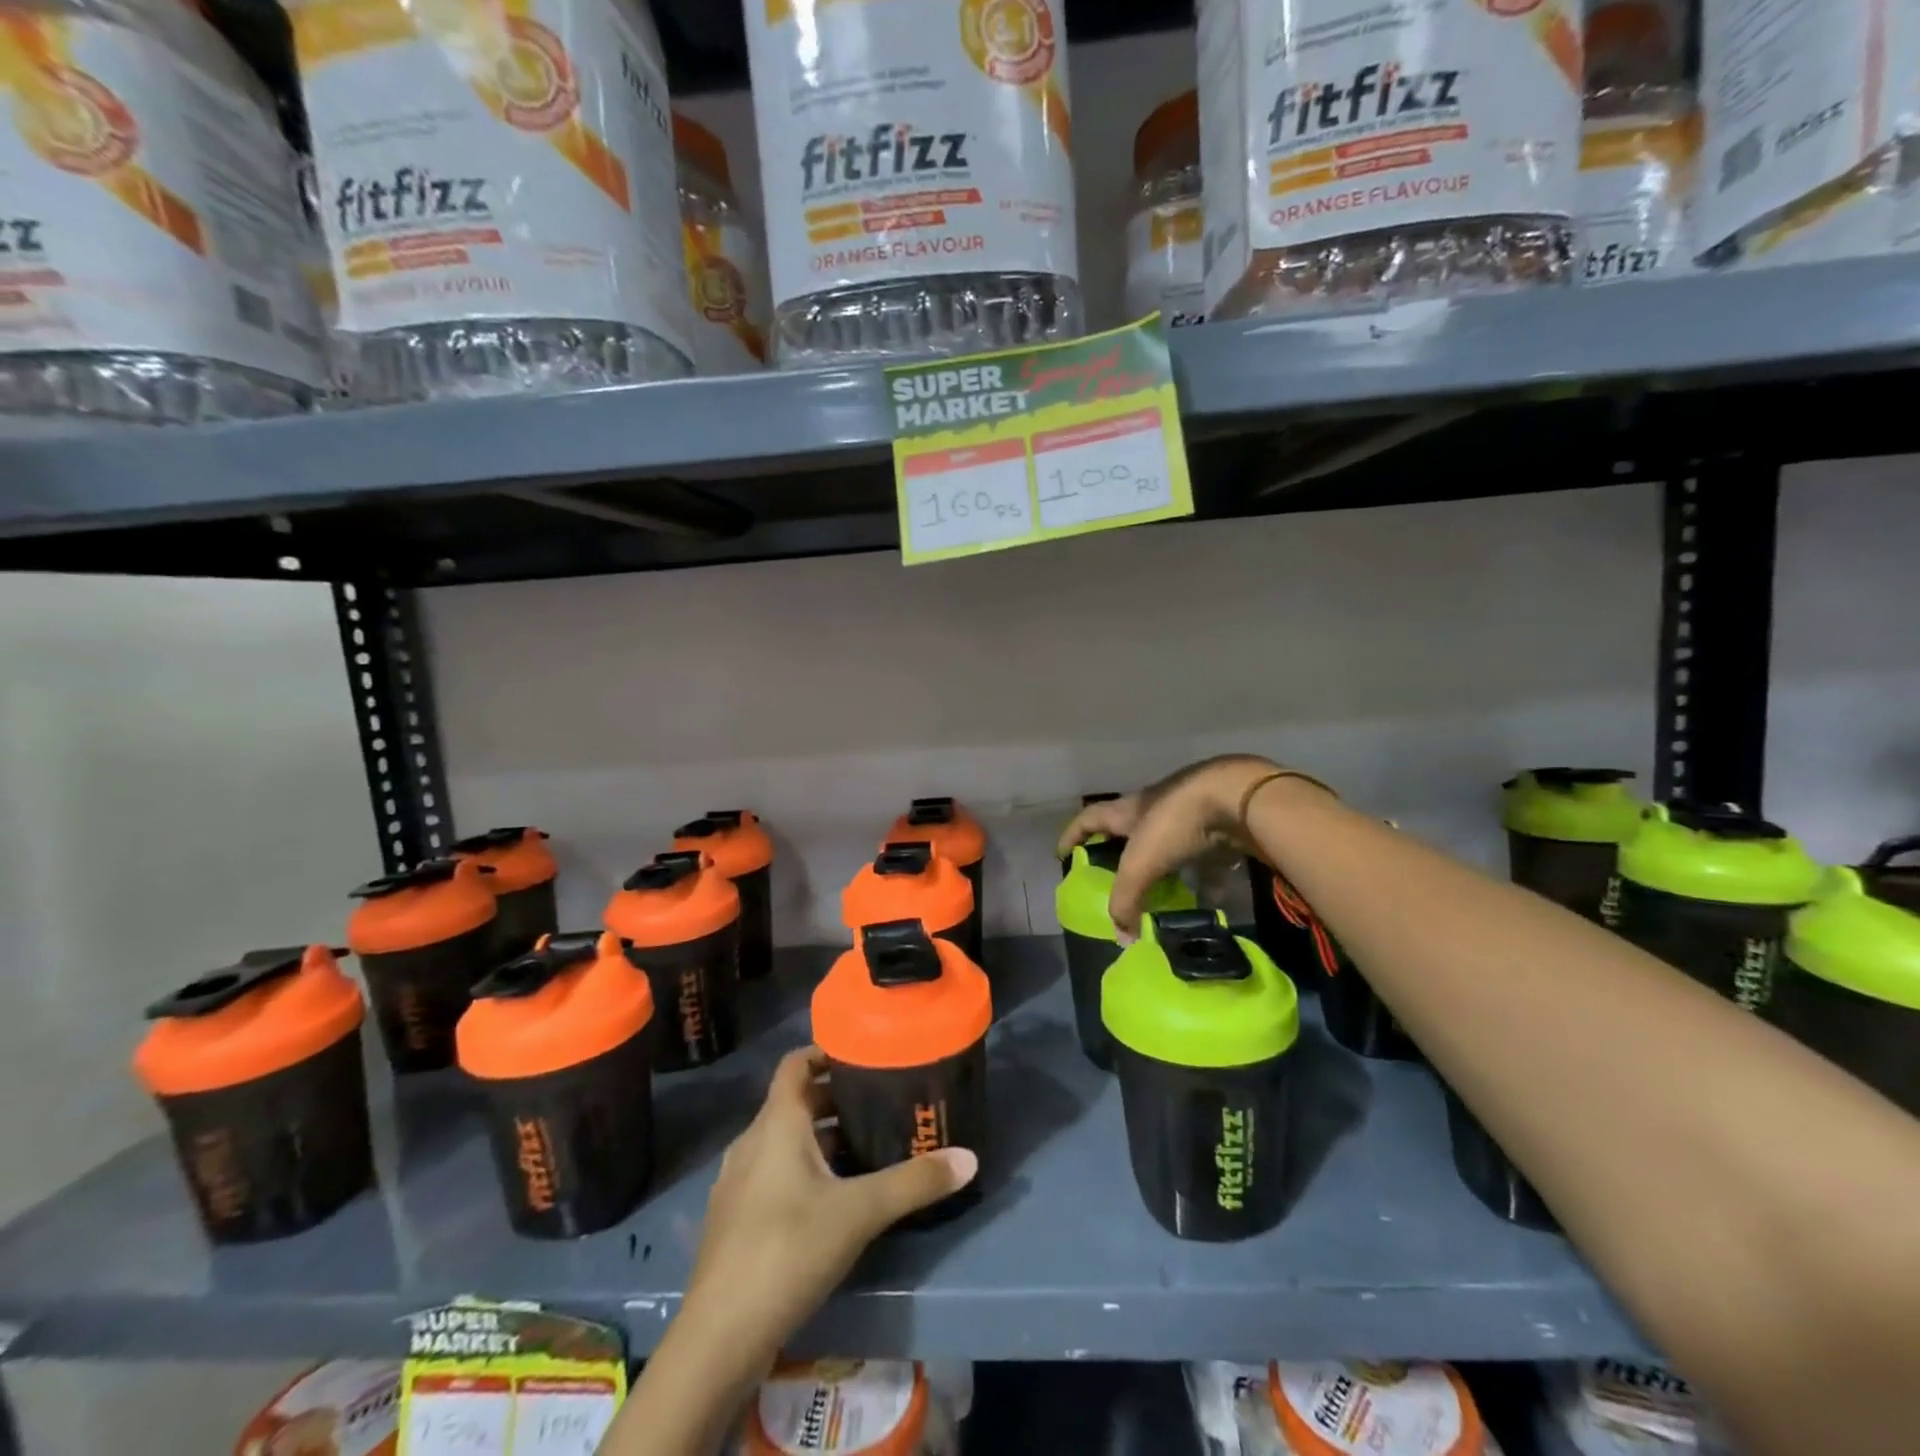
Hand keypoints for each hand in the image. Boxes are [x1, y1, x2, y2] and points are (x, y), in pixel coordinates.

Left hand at [605, 1048, 978, 1455]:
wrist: (718, 1338)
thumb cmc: (788, 1251)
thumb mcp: (860, 1213)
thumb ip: (914, 1182)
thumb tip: (969, 1157)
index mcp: (776, 1124)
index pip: (796, 1063)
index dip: (825, 1051)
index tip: (863, 1054)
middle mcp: (751, 1142)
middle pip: (794, 1102)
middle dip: (834, 1099)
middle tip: (878, 1103)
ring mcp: (736, 1183)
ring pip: (783, 1141)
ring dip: (819, 1137)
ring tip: (863, 1148)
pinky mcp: (733, 1219)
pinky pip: (772, 1173)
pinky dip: (801, 1170)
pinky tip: (830, 1199)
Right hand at [1056, 755, 1290, 938]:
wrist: (1238, 799)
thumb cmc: (1176, 824)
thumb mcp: (1141, 864)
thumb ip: (1126, 900)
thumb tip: (1121, 938)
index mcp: (1128, 810)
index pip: (1089, 819)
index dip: (1073, 835)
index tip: (1062, 854)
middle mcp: (1155, 808)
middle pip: (1130, 832)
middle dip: (1122, 856)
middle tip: (1116, 882)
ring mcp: (1189, 815)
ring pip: (1170, 846)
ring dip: (1165, 870)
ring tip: (1163, 897)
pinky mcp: (1220, 827)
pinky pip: (1207, 859)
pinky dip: (1205, 880)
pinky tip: (1209, 903)